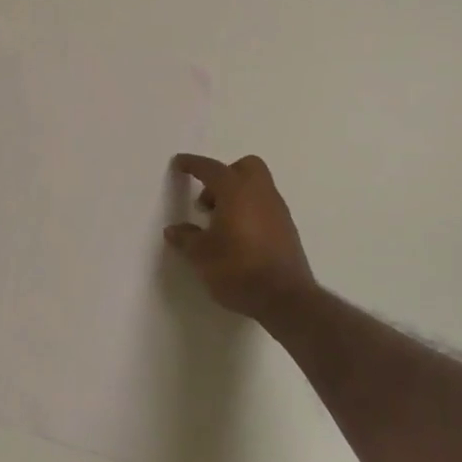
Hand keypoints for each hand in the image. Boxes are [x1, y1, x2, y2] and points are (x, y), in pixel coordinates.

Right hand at [164, 153, 316, 319]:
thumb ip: (186, 238)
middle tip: (208, 202)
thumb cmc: (237, 269)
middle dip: (224, 176)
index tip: (180, 163)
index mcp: (236, 191)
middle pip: (245, 167)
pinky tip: (239, 238)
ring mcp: (278, 211)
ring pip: (257, 187)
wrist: (285, 298)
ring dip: (237, 196)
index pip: (211, 169)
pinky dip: (250, 212)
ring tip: (220, 225)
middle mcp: (260, 193)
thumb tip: (174, 230)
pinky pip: (265, 207)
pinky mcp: (287, 229)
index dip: (193, 164)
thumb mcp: (202, 255)